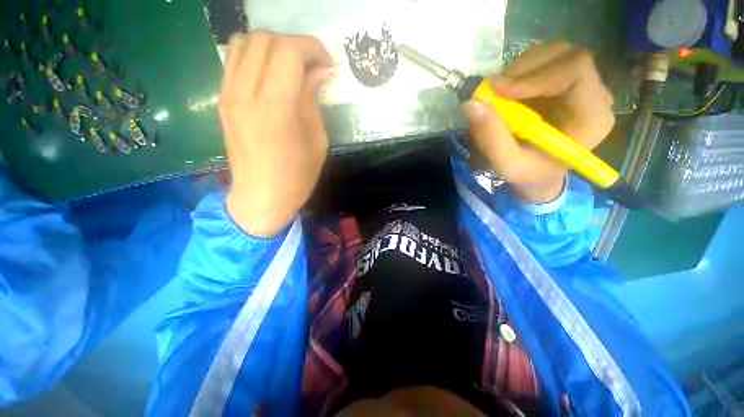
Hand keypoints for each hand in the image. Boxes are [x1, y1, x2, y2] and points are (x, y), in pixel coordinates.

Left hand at [219, 32, 334, 236]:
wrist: (260, 198)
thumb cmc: (297, 177)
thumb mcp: (317, 142)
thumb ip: (313, 101)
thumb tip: (320, 72)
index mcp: (275, 108)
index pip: (288, 51)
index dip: (312, 48)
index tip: (327, 62)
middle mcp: (245, 94)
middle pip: (264, 39)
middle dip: (294, 45)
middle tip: (311, 66)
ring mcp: (228, 95)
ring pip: (244, 42)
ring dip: (272, 47)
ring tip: (290, 68)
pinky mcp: (223, 101)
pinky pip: (234, 61)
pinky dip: (256, 58)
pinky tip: (272, 77)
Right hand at [463, 40, 614, 203]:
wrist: (539, 175)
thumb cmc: (528, 174)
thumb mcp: (507, 164)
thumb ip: (491, 138)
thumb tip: (471, 104)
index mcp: (592, 117)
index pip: (576, 70)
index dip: (536, 75)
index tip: (499, 91)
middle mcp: (594, 95)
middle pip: (566, 56)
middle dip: (525, 69)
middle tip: (494, 89)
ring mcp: (581, 87)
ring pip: (555, 54)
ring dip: (521, 69)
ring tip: (499, 92)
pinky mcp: (565, 85)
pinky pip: (546, 63)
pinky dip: (521, 72)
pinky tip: (507, 92)